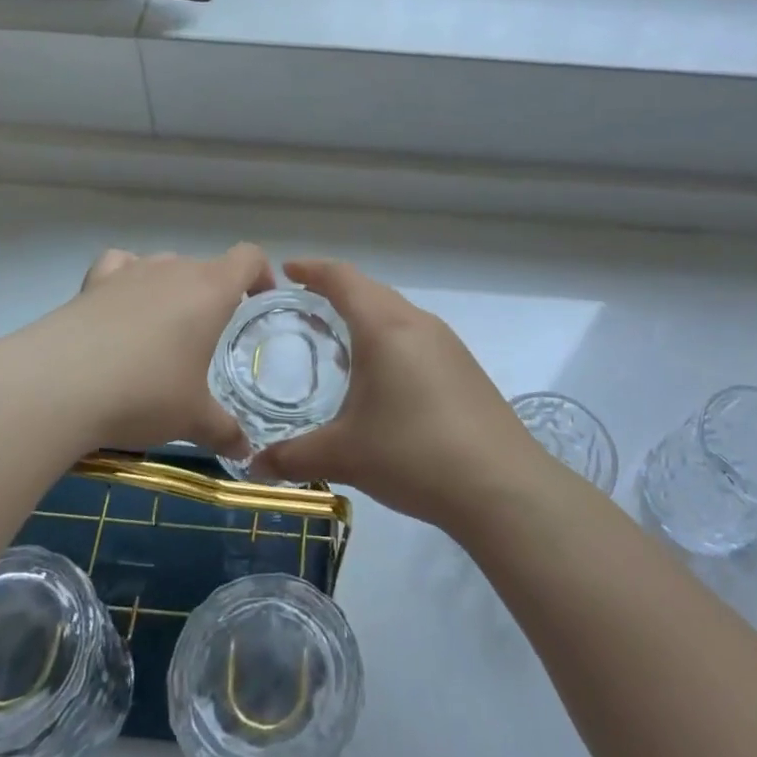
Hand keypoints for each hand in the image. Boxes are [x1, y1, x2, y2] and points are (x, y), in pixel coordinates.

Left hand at [17, 244, 272, 458]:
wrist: (58, 385)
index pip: (248, 257)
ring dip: (172, 290)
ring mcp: (130, 271)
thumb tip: (246, 451)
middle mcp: (173, 270)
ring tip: (164, 331)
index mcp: (210, 290)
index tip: (260, 302)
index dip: (261, 274)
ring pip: (164, 266)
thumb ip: (224, 431)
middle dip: (215, 295)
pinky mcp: (92, 283)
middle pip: (206, 266)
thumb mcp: (192, 419)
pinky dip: (128, 280)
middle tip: (209, 338)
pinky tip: (122, 308)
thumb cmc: (145, 393)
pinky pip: (120, 266)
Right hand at [247, 259, 548, 528]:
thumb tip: (254, 466)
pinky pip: (416, 336)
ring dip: (365, 318)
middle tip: (303, 308)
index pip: (343, 278)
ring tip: (337, 344)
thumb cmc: (414, 455)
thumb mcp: (344, 455)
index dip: (312, 269)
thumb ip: (293, 456)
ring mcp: (447, 344)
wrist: (502, 486)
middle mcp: (418, 323)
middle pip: (370, 291)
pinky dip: (388, 340)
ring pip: (396, 314)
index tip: (287, 271)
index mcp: (385, 327)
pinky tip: (380, 378)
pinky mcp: (464, 368)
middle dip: (336, 292)